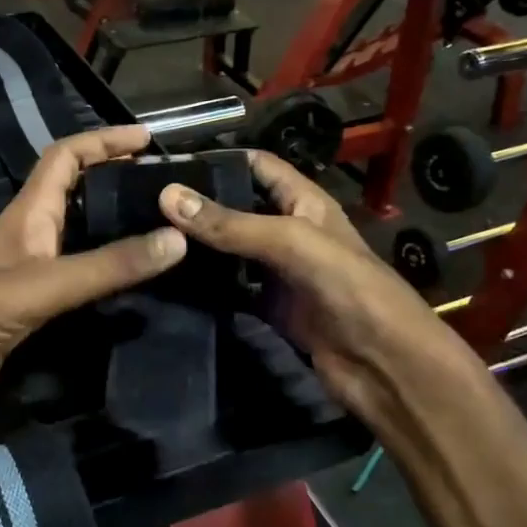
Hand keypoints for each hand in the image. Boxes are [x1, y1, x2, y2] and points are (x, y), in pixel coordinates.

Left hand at [0, 126, 185, 429]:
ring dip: (114, 222)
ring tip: (161, 225)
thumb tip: (177, 239)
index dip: (103, 140)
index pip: (65, 157)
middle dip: (115, 177)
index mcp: (28, 213)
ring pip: (79, 232)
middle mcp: (31, 233)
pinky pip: (79, 272)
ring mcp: (32, 269)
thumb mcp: (46, 285)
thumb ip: (108, 265)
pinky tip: (133, 278)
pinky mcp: (35, 303)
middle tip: (164, 185)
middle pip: (75, 190)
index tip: (147, 138)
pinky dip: (107, 267)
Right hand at [158, 151, 480, 422]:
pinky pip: (231, 291)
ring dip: (197, 248)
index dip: (219, 160)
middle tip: (142, 207)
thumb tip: (167, 195)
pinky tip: (170, 283)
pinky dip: (206, 287)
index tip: (166, 167)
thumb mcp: (291, 244)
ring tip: (147, 239)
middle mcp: (289, 232)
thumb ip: (231, 224)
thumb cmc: (349, 290)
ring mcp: (278, 273)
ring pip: (230, 252)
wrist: (384, 366)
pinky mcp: (269, 309)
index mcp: (304, 203)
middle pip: (237, 209)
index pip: (257, 167)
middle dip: (198, 206)